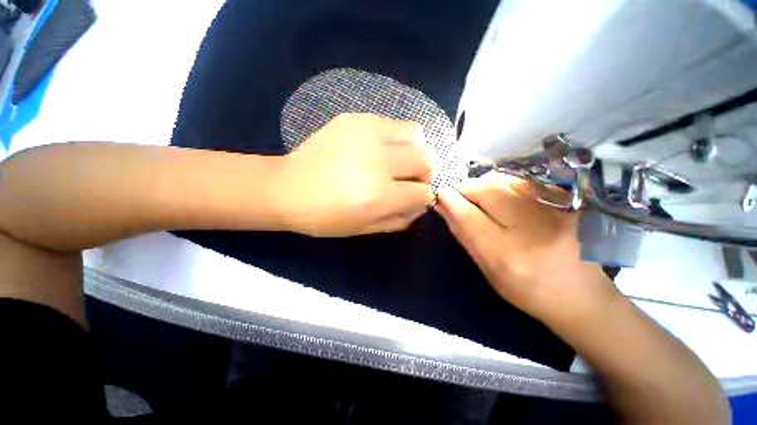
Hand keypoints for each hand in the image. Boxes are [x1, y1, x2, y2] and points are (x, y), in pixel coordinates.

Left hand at [272, 113, 433, 236]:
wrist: (286, 189)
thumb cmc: (324, 217)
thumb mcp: (364, 229)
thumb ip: (399, 220)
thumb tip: (421, 205)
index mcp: (378, 196)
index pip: (423, 193)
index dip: (423, 197)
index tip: (414, 198)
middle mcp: (377, 163)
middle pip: (425, 160)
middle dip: (425, 173)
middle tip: (411, 179)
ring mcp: (365, 135)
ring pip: (415, 134)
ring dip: (415, 150)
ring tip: (400, 160)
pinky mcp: (354, 120)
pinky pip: (392, 123)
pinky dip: (396, 138)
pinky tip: (381, 148)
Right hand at [435, 171, 617, 323]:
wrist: (582, 296)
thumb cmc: (526, 290)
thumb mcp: (487, 269)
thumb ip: (463, 235)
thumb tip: (443, 207)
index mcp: (506, 254)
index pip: (469, 214)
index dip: (450, 199)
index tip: (441, 194)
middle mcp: (532, 228)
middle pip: (487, 189)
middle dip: (466, 188)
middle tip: (461, 197)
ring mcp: (555, 210)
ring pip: (504, 180)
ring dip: (484, 186)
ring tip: (482, 199)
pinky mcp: (568, 201)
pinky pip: (524, 181)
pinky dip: (505, 185)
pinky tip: (505, 198)